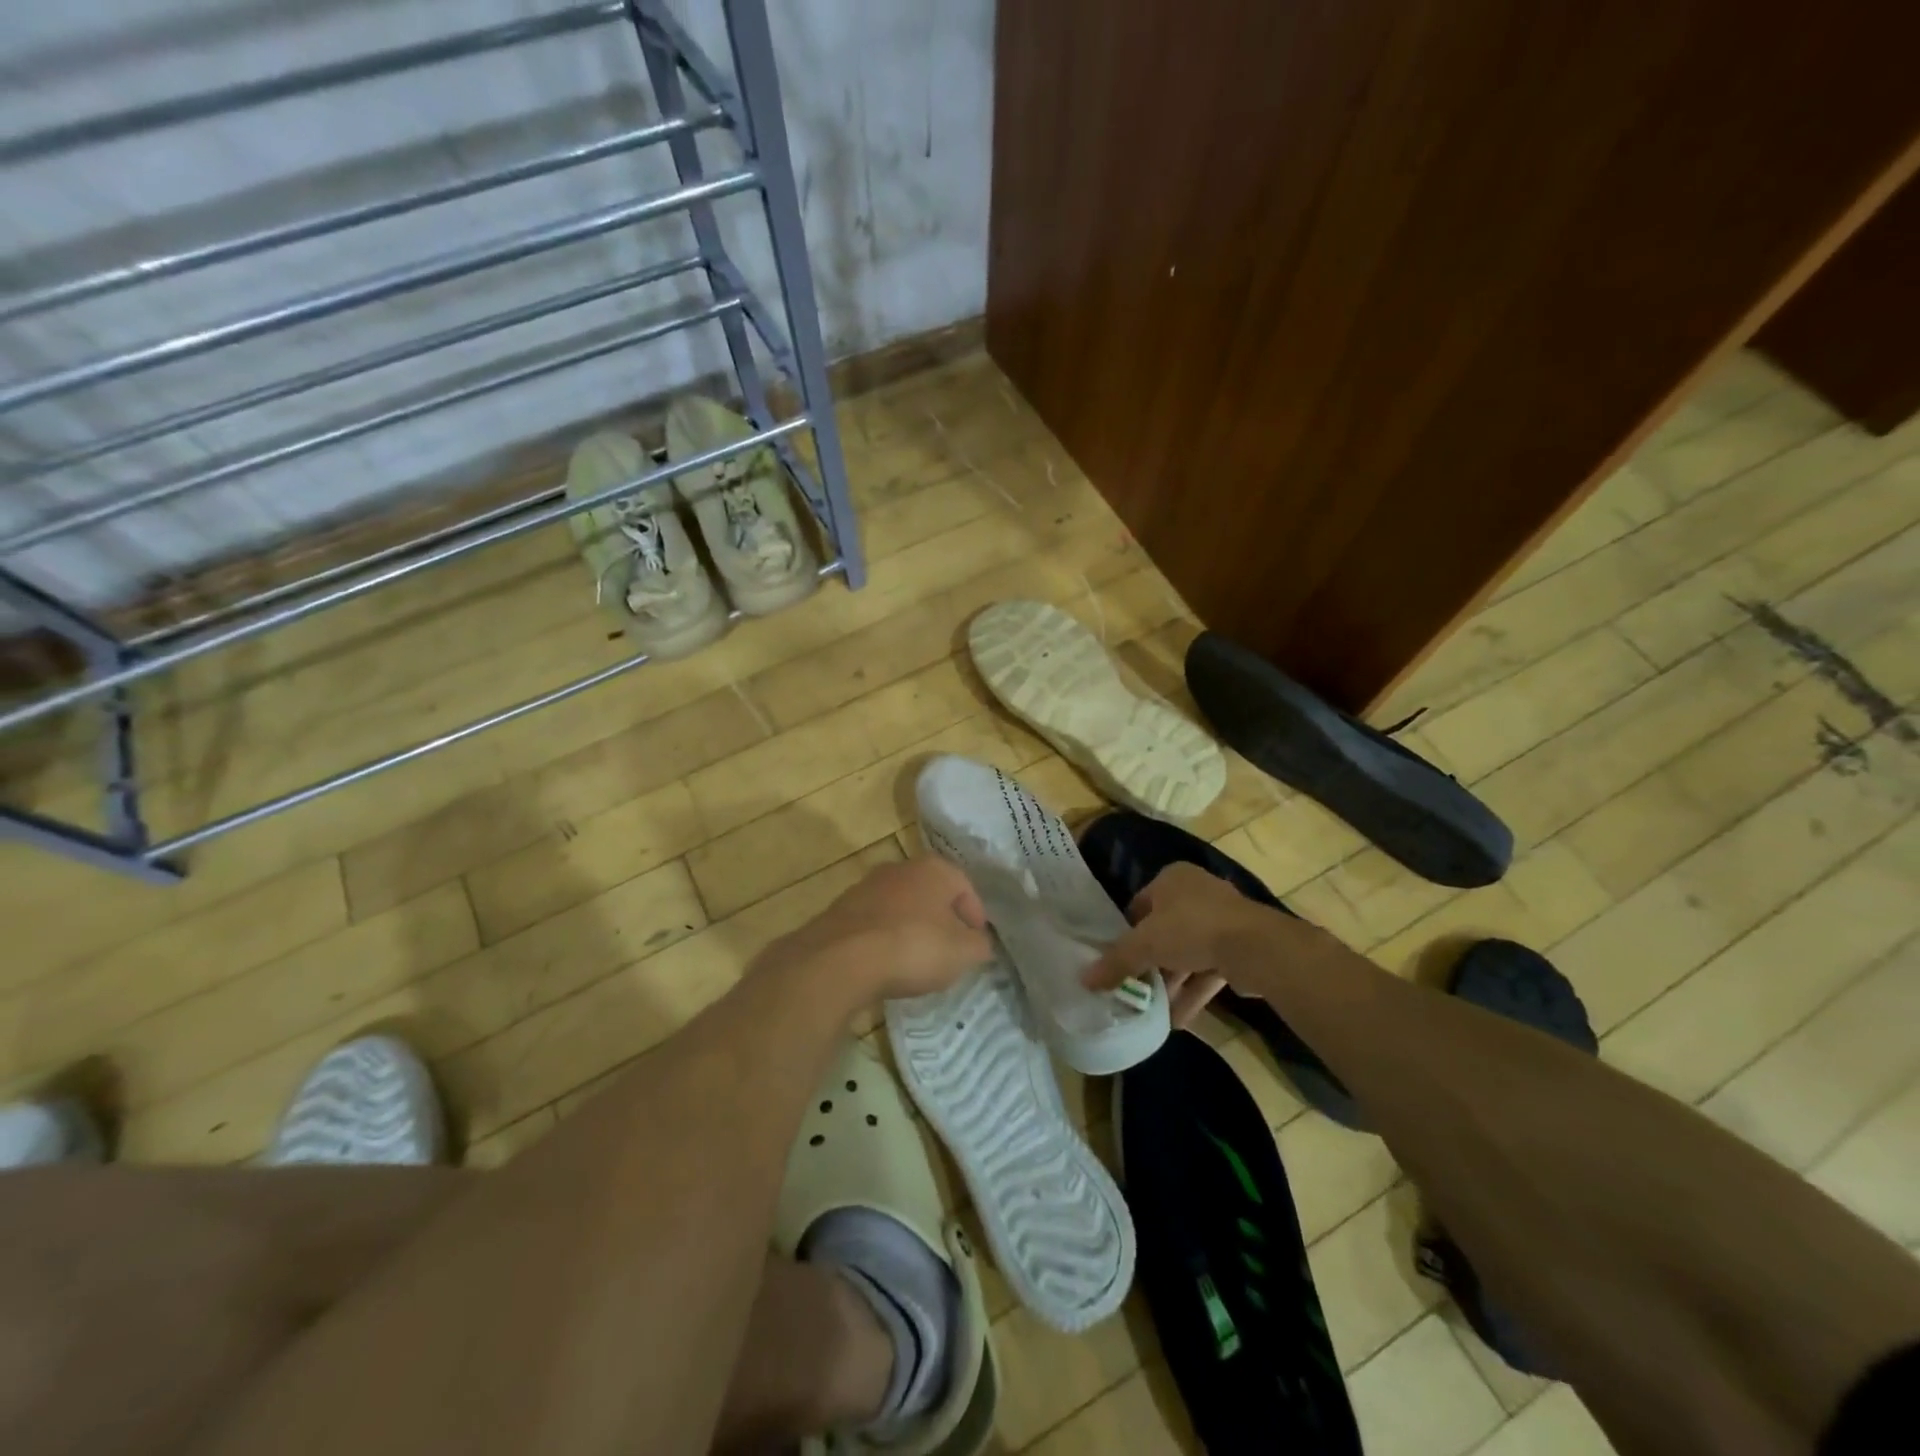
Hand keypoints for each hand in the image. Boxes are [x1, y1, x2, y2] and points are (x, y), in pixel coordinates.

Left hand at [775, 857, 992, 1003]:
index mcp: (935, 868)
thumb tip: (979, 942)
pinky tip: (886, 963)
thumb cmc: (914, 947)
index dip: (976, 917)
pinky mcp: (842, 909)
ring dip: (912, 928)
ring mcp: (867, 885)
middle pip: (932, 894)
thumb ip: (979, 945)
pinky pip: (875, 923)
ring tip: (916, 961)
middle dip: (942, 920)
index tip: (976, 944)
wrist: (842, 958)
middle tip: (950, 951)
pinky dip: (885, 939)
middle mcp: (901, 867)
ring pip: (901, 906)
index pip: (966, 888)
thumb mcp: (962, 953)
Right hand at [1083, 862, 1298, 1026]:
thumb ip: (1115, 962)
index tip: (1117, 959)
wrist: (1255, 947)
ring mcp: (1222, 920)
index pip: (1139, 905)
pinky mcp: (1239, 947)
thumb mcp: (1145, 945)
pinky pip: (1208, 970)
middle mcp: (1197, 893)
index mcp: (1172, 879)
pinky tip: (1178, 1022)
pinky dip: (1193, 992)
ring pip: (1187, 953)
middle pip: (1164, 931)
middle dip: (1150, 962)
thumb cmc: (1191, 929)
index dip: (1126, 932)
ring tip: (1152, 1010)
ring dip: (1171, 982)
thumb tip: (1084, 980)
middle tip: (1133, 987)